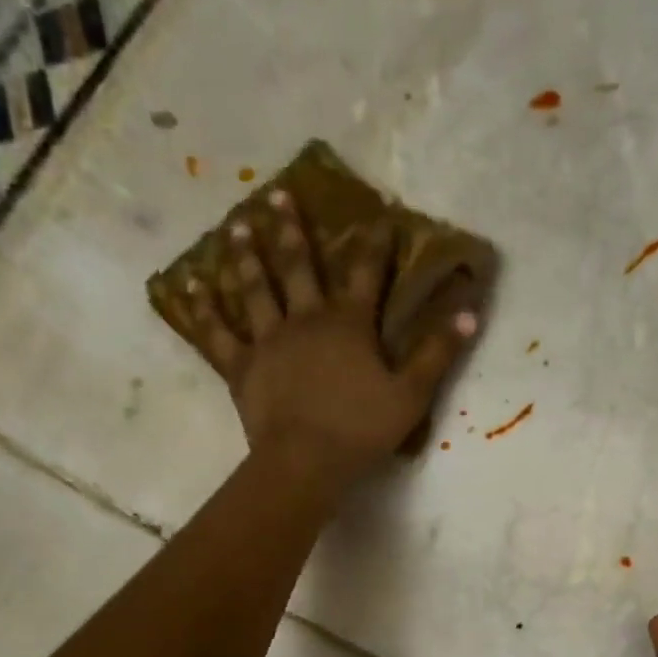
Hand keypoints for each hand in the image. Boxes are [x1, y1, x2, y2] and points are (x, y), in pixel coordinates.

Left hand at [165, 187, 478, 492]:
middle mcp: (305, 320)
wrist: (305, 462)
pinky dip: (202, 309)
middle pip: (297, 267)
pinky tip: (187, 286)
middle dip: (290, 230)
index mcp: (348, 324)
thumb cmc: (361, 430)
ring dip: (245, 256)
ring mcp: (268, 341)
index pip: (366, 274)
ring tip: (236, 226)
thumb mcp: (411, 394)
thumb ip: (438, 352)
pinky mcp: (241, 367)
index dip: (374, 244)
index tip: (379, 216)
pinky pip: (217, 333)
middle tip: (276, 194)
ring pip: (254, 289)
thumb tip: (469, 311)